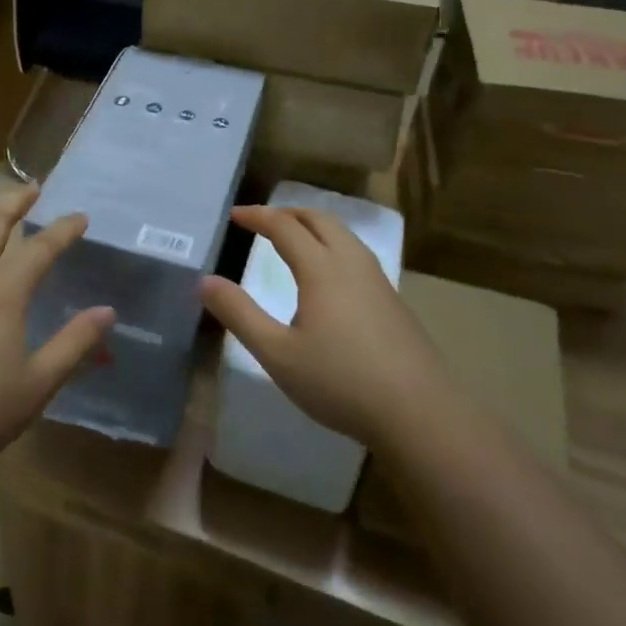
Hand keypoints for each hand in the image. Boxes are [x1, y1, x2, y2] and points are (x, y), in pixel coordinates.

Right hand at [200, 206, 456, 451]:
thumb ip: (239, 314)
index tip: (235, 215)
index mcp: (322, 269)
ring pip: (344, 234)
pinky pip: (357, 253)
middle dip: (288, 213)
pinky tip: (330, 274)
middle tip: (263, 221)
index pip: (285, 226)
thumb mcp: (278, 354)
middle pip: (319, 220)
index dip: (258, 216)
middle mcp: (351, 263)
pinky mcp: (393, 301)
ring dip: (314, 226)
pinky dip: (333, 244)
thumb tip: (205, 281)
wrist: (420, 412)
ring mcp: (378, 280)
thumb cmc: (341, 381)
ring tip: (295, 238)